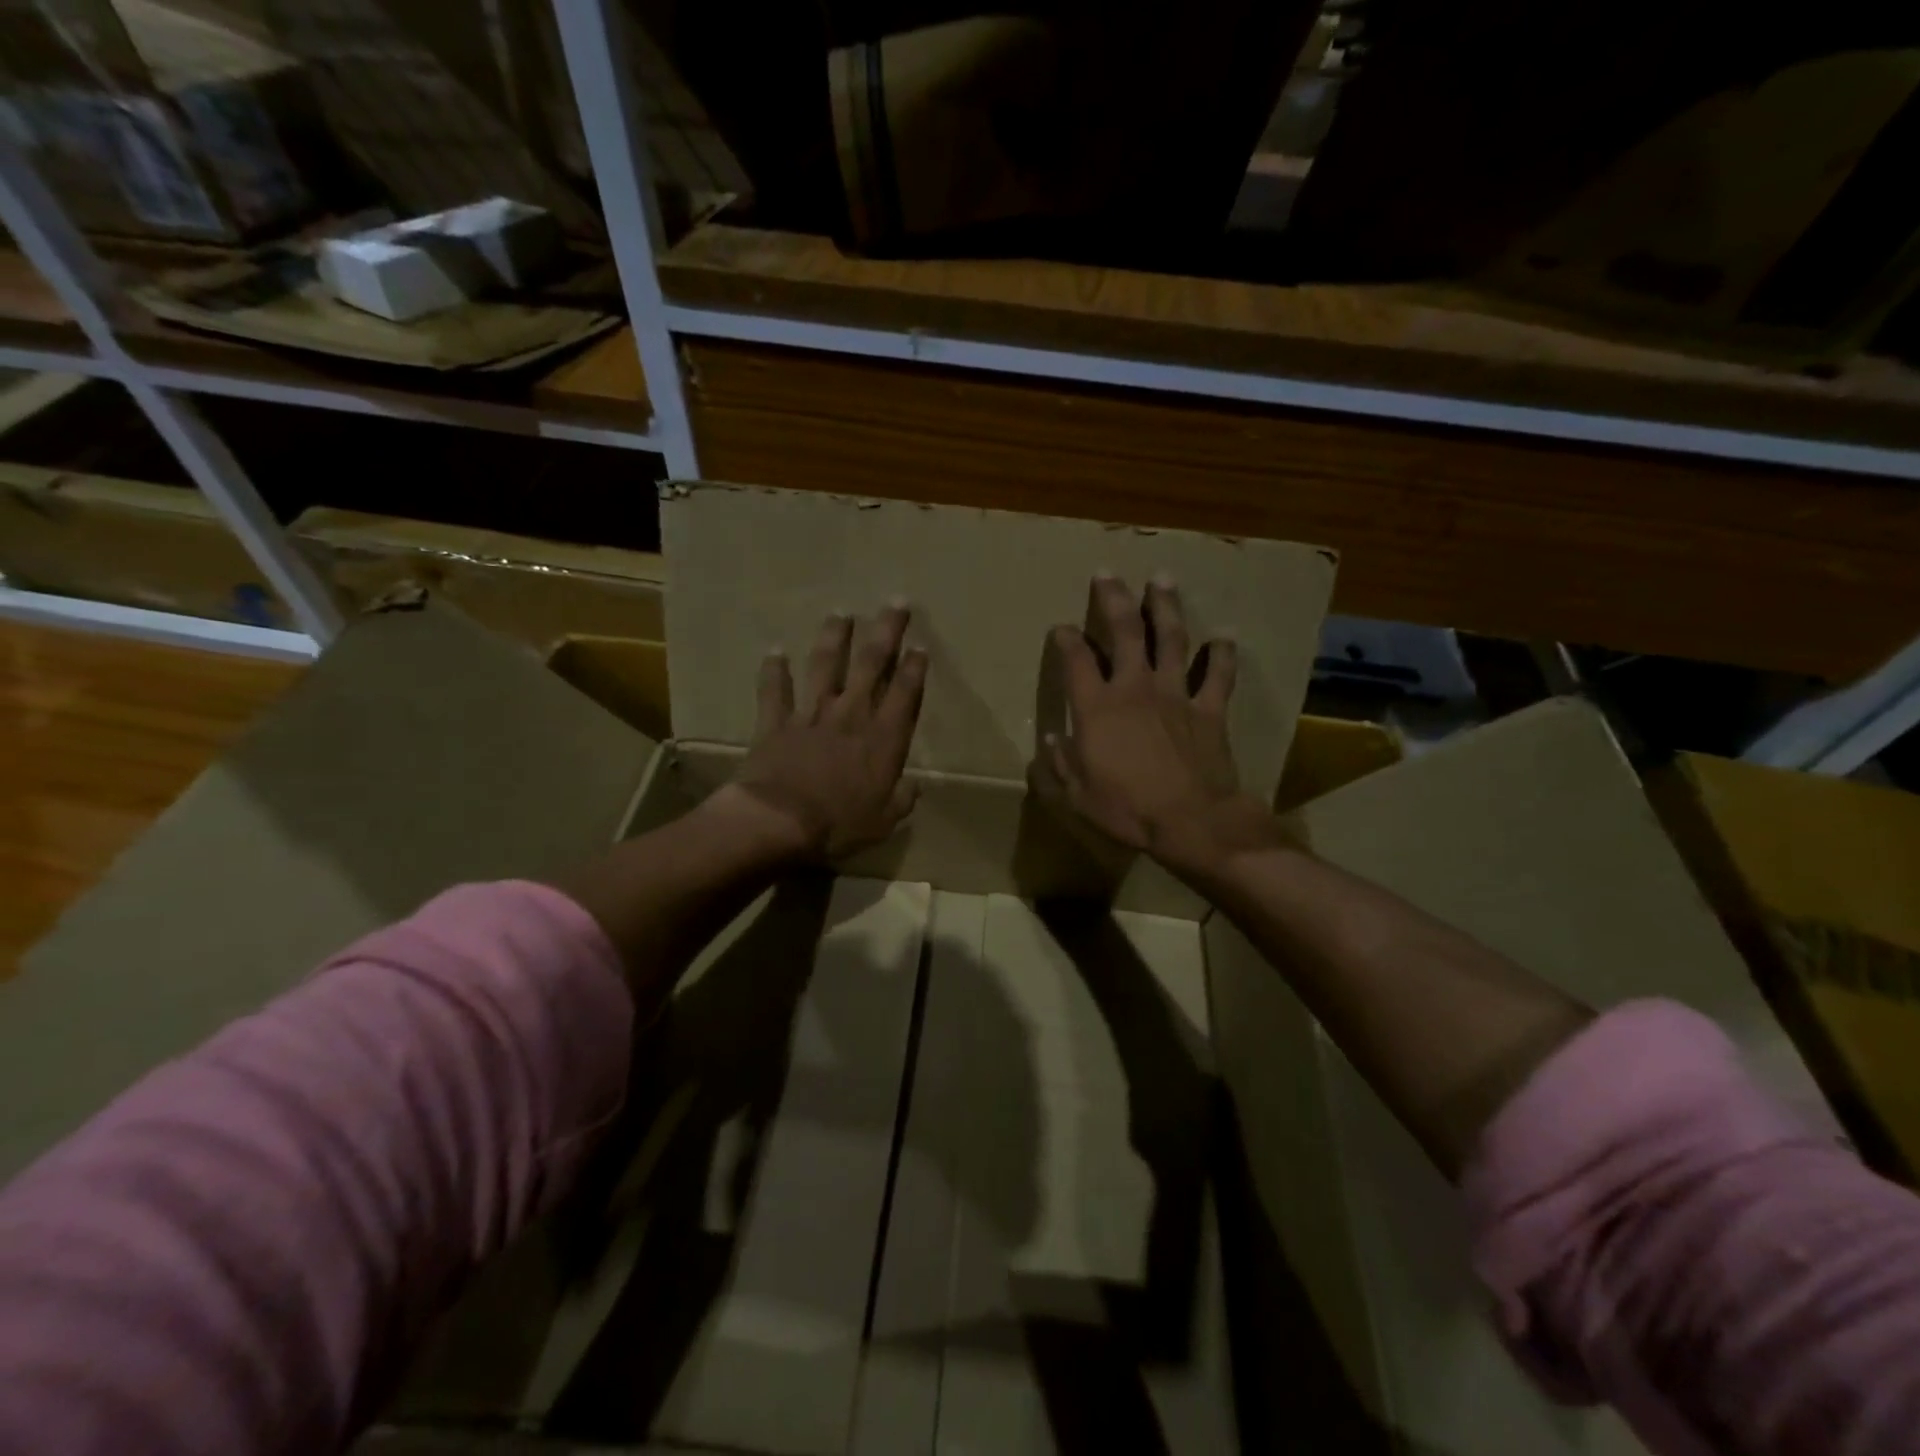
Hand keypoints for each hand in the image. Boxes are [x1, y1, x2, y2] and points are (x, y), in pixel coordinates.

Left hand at [729, 603, 927, 859]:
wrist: (779, 821)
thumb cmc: (839, 824)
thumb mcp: (883, 821)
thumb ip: (901, 800)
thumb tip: (913, 788)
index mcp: (882, 738)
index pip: (904, 693)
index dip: (914, 667)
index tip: (919, 645)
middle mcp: (851, 715)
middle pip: (870, 663)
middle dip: (885, 631)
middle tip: (894, 602)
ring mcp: (811, 714)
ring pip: (824, 666)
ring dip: (833, 638)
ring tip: (840, 614)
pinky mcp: (776, 722)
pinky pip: (774, 691)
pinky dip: (774, 671)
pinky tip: (774, 652)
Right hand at [1036, 575, 1276, 874]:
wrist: (1191, 821)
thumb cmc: (1127, 808)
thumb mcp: (1076, 794)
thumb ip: (1060, 763)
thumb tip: (1052, 738)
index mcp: (1097, 707)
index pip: (1076, 660)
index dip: (1066, 640)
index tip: (1062, 627)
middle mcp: (1135, 689)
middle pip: (1124, 632)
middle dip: (1114, 599)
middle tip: (1108, 573)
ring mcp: (1176, 695)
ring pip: (1171, 639)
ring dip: (1165, 607)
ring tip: (1162, 579)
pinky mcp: (1209, 711)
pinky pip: (1218, 676)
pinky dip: (1222, 654)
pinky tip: (1226, 634)